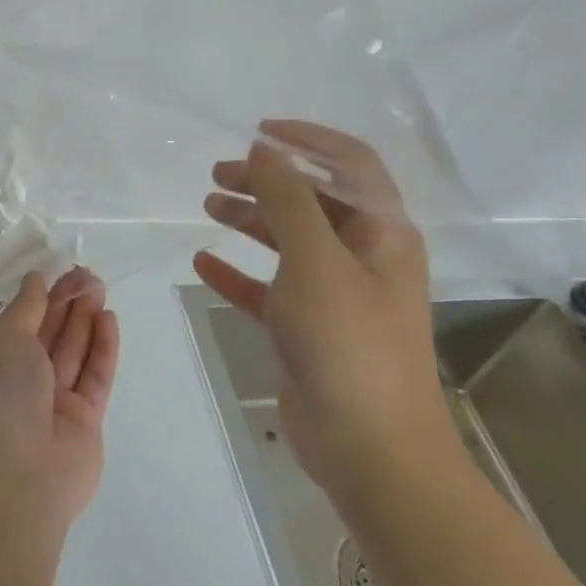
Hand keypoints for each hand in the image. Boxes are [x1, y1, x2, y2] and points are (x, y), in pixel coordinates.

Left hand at [0, 267, 119, 531]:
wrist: (19, 476)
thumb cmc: (1, 397)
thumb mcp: (6, 340)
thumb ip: (26, 308)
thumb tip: (35, 278)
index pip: (23, 323)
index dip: (43, 296)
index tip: (63, 271)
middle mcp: (24, 382)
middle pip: (51, 334)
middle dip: (68, 303)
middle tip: (89, 275)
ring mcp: (55, 403)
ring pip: (74, 352)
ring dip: (87, 319)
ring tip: (100, 288)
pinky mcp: (85, 421)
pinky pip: (95, 376)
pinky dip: (102, 348)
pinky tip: (109, 318)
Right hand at [192, 122, 455, 514]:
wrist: (371, 453)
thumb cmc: (348, 344)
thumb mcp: (315, 259)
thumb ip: (288, 198)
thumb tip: (265, 148)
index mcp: (381, 233)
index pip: (350, 164)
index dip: (307, 139)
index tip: (258, 131)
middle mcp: (362, 257)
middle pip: (312, 200)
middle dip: (267, 179)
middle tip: (219, 174)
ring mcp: (336, 295)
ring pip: (288, 241)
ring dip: (250, 218)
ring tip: (207, 205)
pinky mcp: (308, 330)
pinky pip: (269, 287)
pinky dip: (239, 271)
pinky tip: (204, 262)